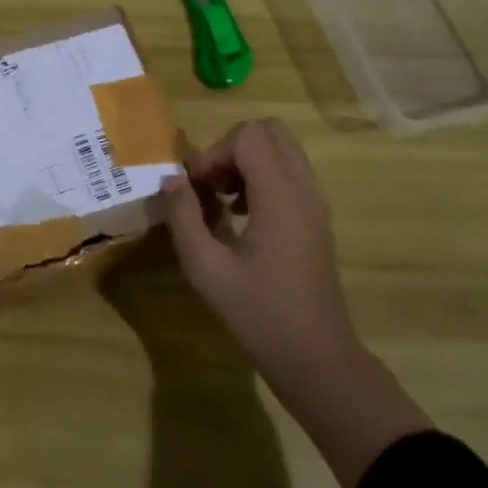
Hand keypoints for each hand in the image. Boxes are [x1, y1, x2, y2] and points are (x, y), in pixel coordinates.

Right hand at [160, 118, 360, 377]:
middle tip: (208, 185)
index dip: (215, 151)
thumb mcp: (206, 269)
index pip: (249, 135)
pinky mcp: (316, 218)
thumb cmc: (259, 313)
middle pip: (269, 132)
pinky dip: (261, 179)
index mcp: (281, 196)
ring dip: (246, 163)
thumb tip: (170, 179)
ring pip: (281, 150)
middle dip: (231, 149)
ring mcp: (315, 202)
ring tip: (221, 202)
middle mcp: (304, 189)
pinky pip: (289, 174)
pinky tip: (241, 217)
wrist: (315, 355)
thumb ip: (183, 217)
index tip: (196, 187)